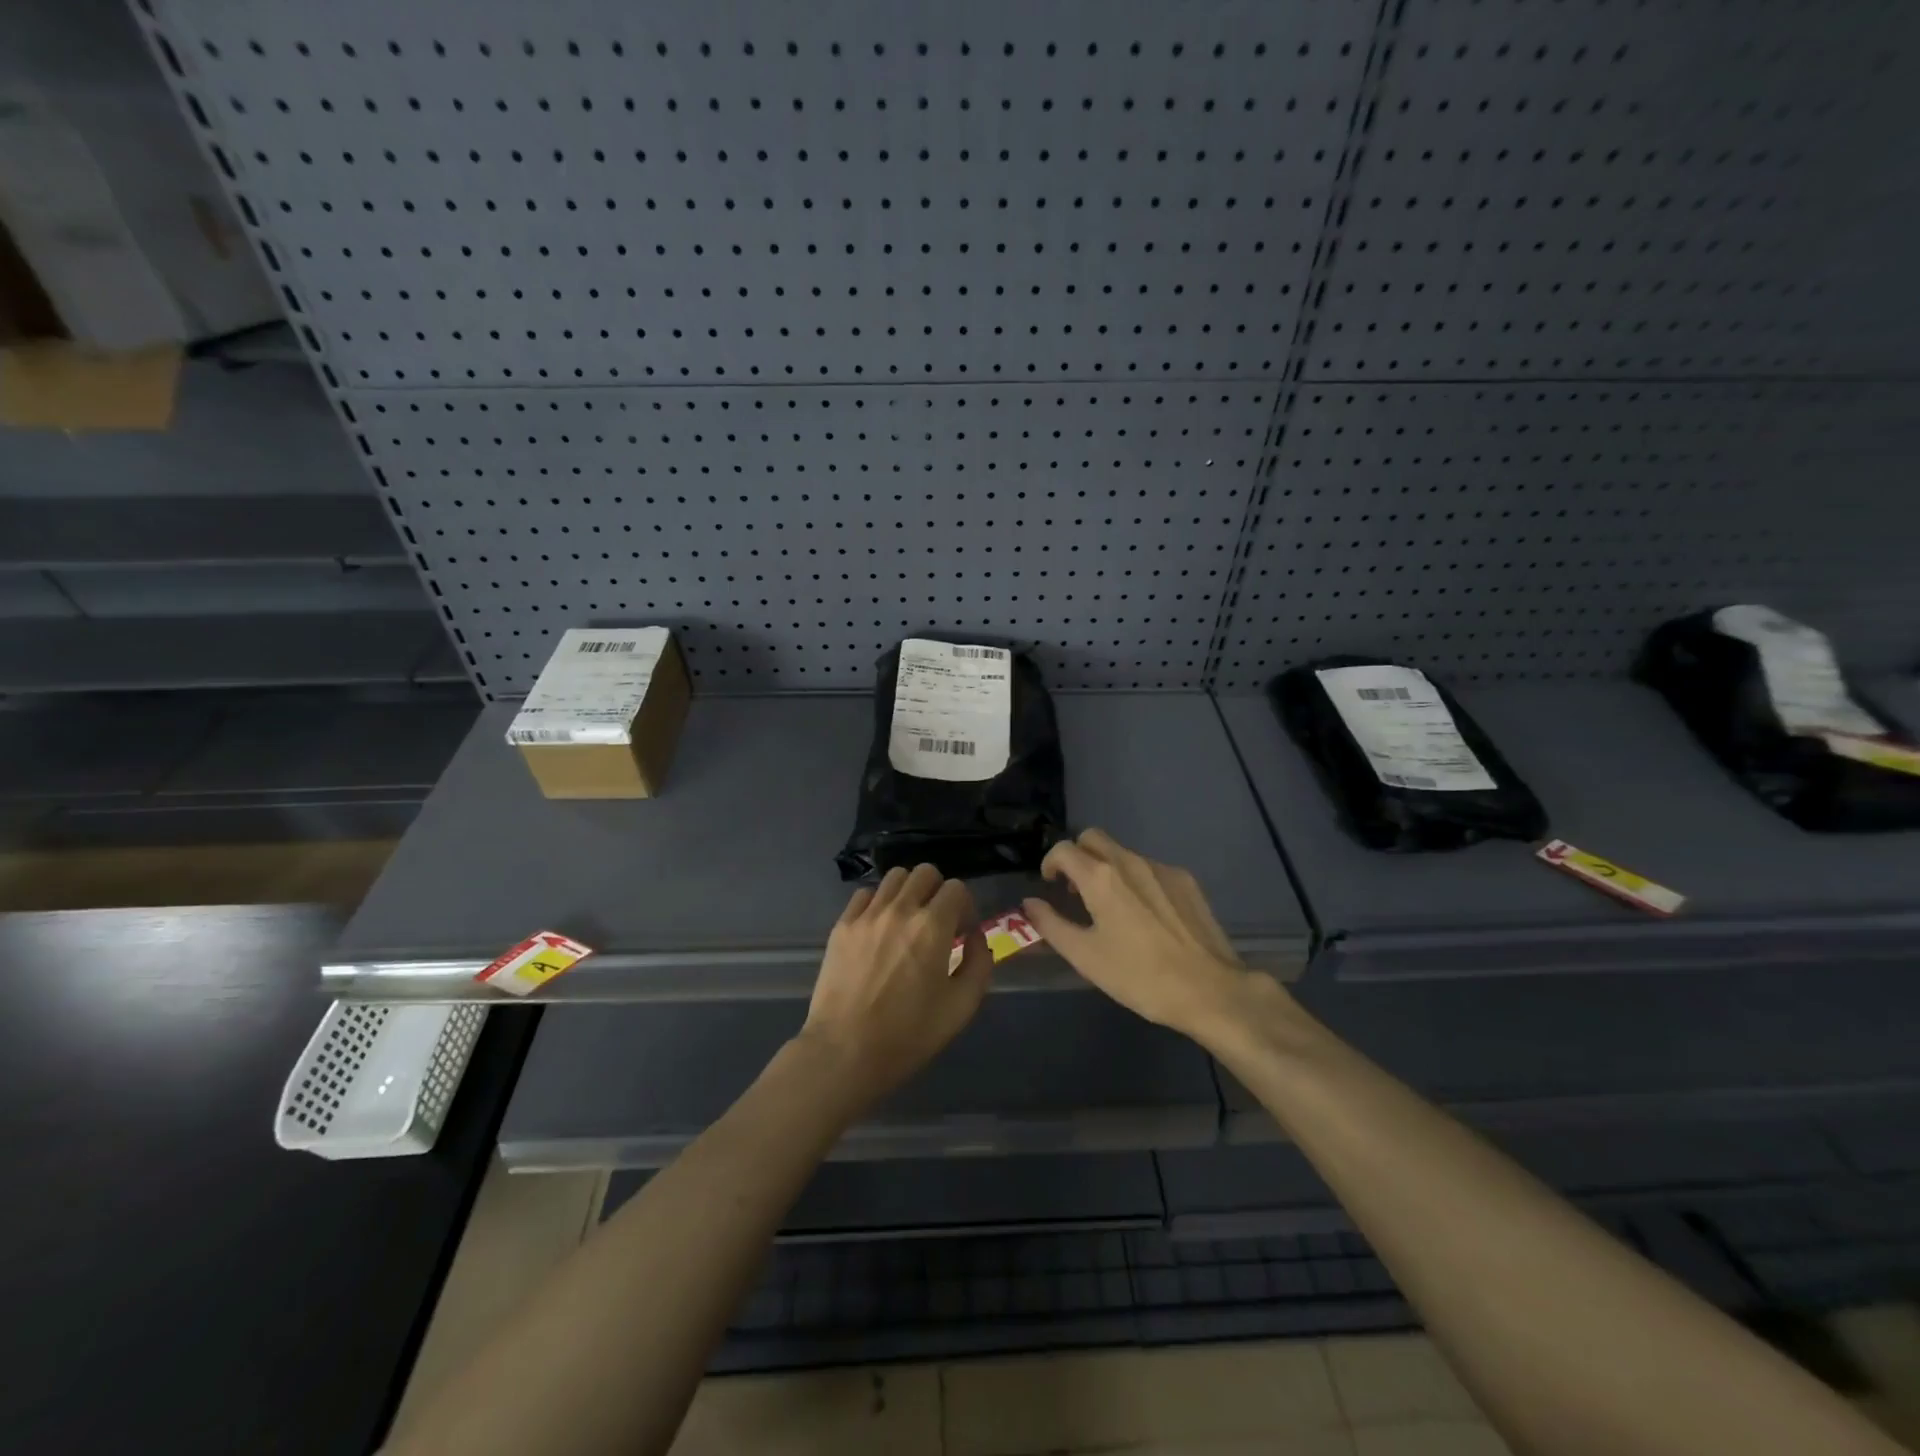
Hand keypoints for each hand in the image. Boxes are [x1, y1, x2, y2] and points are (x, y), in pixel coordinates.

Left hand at [798, 864, 991, 1104]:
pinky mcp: (842, 925)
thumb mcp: (961, 1007)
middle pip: (925, 872)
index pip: (956, 888)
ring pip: (894, 877)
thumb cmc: (909, 1034)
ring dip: (908, 892)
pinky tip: (879, 928)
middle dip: (938, 891)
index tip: (961, 931)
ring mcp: (866, 915)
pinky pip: (864, 894)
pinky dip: (878, 902)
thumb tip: (975, 936)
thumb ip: (979, 964)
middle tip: (937, 921)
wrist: (845, 1052)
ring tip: (907, 920)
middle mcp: (900, 909)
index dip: (965, 906)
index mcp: (933, 926)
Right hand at [1022, 829, 1258, 1039]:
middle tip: (1076, 889)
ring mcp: (1162, 868)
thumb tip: (1029, 903)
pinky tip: (1145, 915)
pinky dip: (1136, 879)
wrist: (1209, 989)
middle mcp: (1130, 861)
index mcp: (1101, 877)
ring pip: (1123, 853)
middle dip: (1078, 856)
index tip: (1051, 885)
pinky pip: (1150, 868)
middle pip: (1093, 838)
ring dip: (1107, 868)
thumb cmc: (1139, 976)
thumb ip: (1051, 924)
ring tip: (1112, 906)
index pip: (1064, 849)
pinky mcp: (1186, 880)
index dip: (1050, 863)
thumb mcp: (1085, 956)